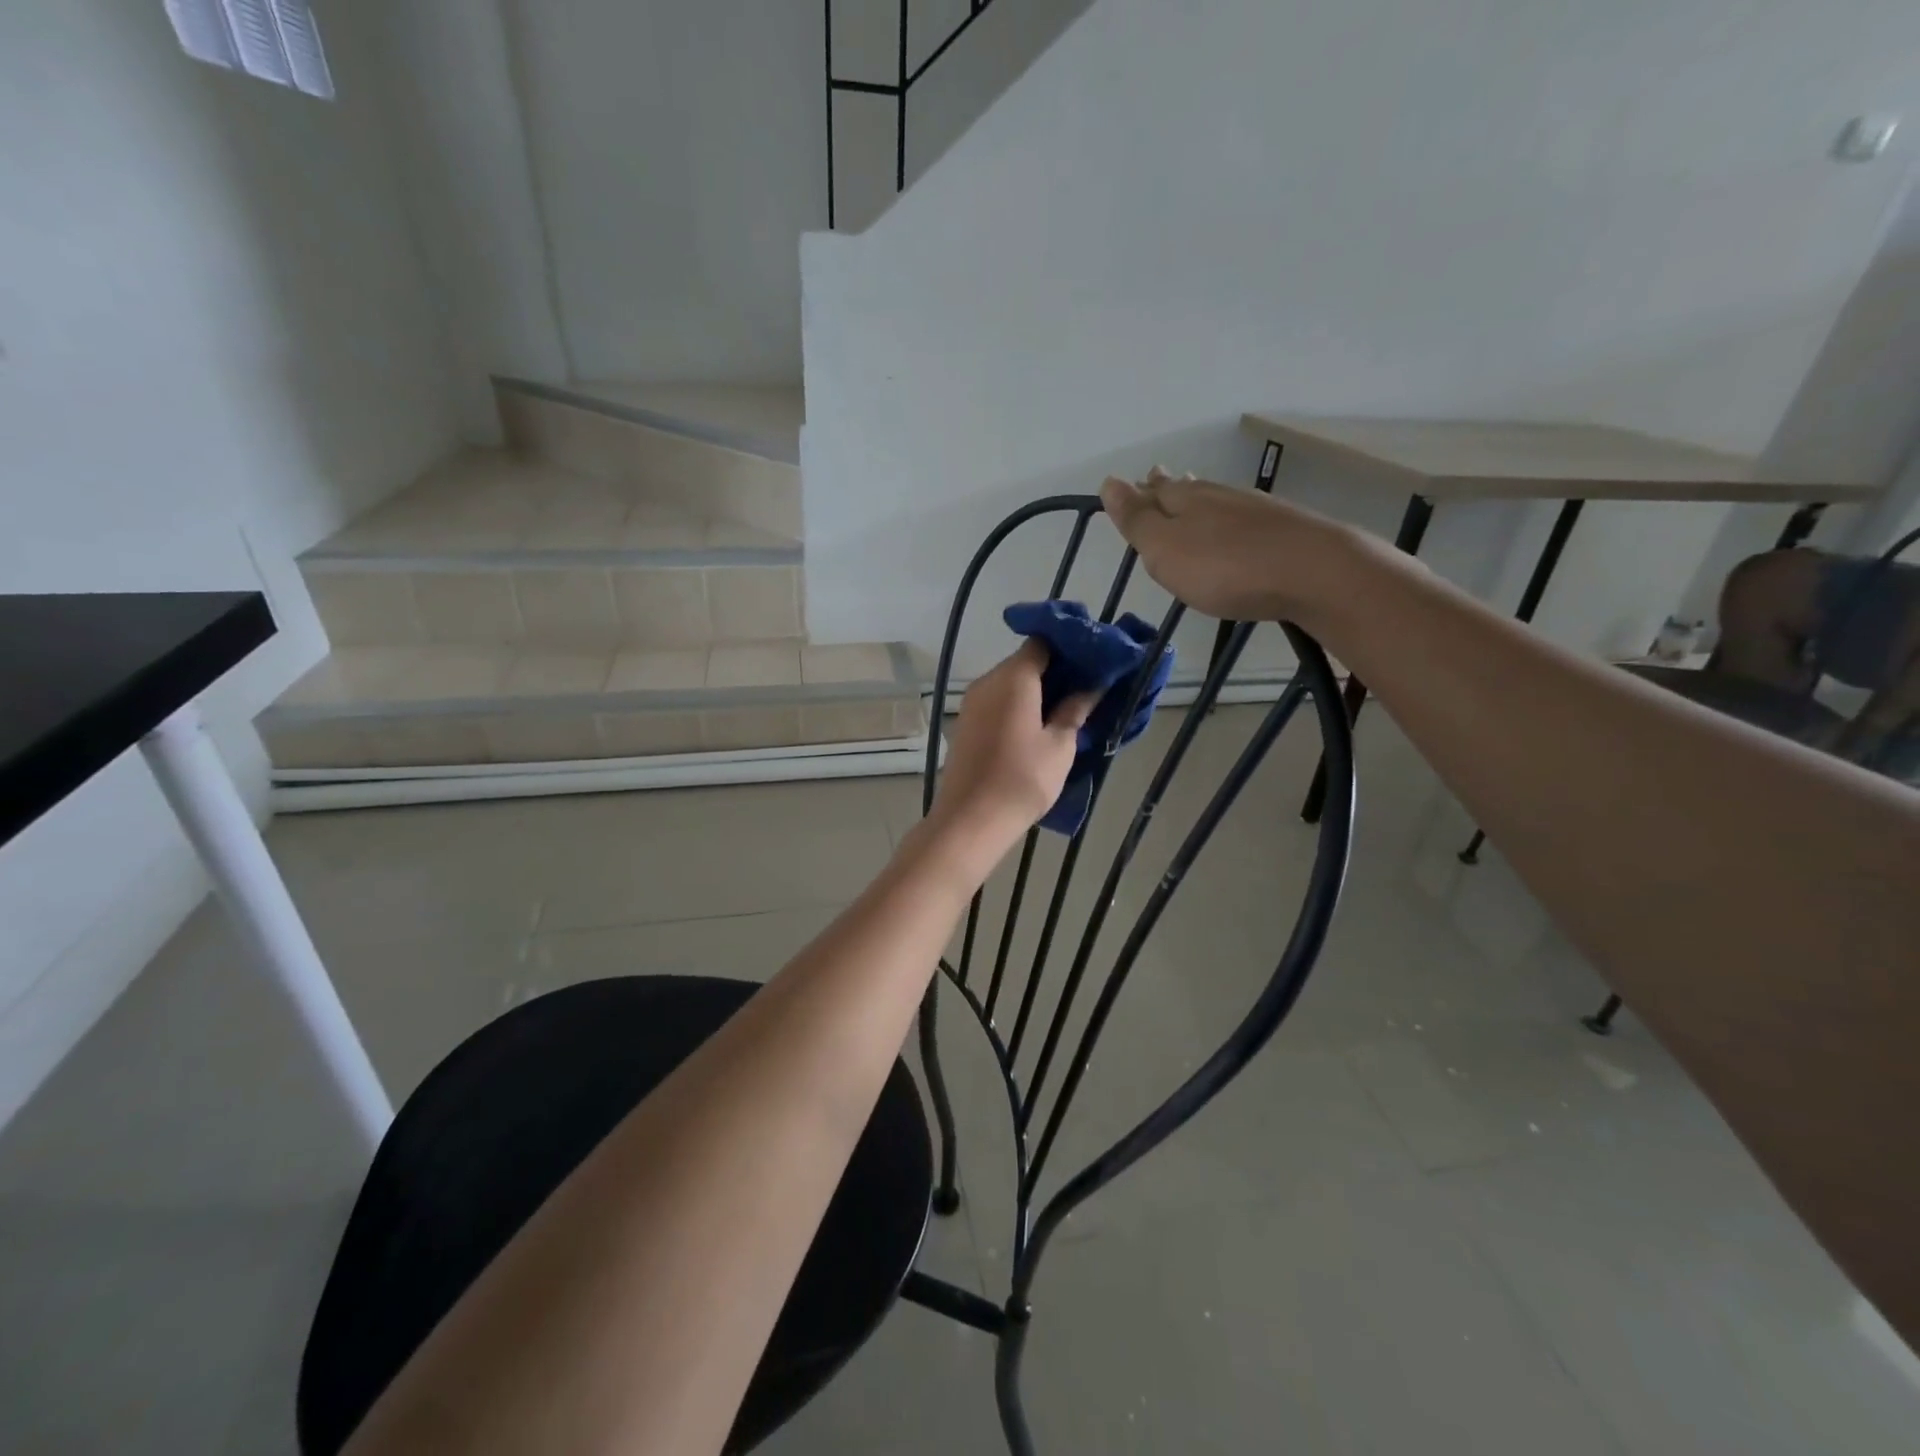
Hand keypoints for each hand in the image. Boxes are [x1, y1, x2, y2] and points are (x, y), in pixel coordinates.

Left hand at [925, 641, 1096, 872]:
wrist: (971, 819)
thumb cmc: (1022, 779)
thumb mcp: (1060, 745)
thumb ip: (1075, 709)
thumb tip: (1090, 686)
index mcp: (1013, 678)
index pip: (1041, 641)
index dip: (1068, 645)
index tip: (1092, 659)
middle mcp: (988, 681)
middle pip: (1024, 662)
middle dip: (1055, 669)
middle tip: (1086, 686)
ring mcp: (972, 703)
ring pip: (1010, 683)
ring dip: (1037, 690)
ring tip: (1067, 708)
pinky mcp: (966, 724)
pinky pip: (997, 702)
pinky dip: (1019, 705)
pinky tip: (1038, 726)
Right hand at [1100, 468, 1360, 628]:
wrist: (1313, 571)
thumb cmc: (1225, 566)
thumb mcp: (1166, 549)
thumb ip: (1138, 519)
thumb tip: (1109, 482)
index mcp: (1185, 500)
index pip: (1153, 492)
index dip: (1137, 492)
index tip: (1127, 487)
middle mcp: (1218, 496)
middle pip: (1186, 489)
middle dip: (1167, 488)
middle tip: (1156, 481)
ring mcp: (1255, 510)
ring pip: (1216, 500)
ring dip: (1198, 500)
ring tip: (1189, 497)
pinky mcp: (1283, 529)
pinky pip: (1242, 518)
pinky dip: (1228, 519)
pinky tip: (1233, 527)